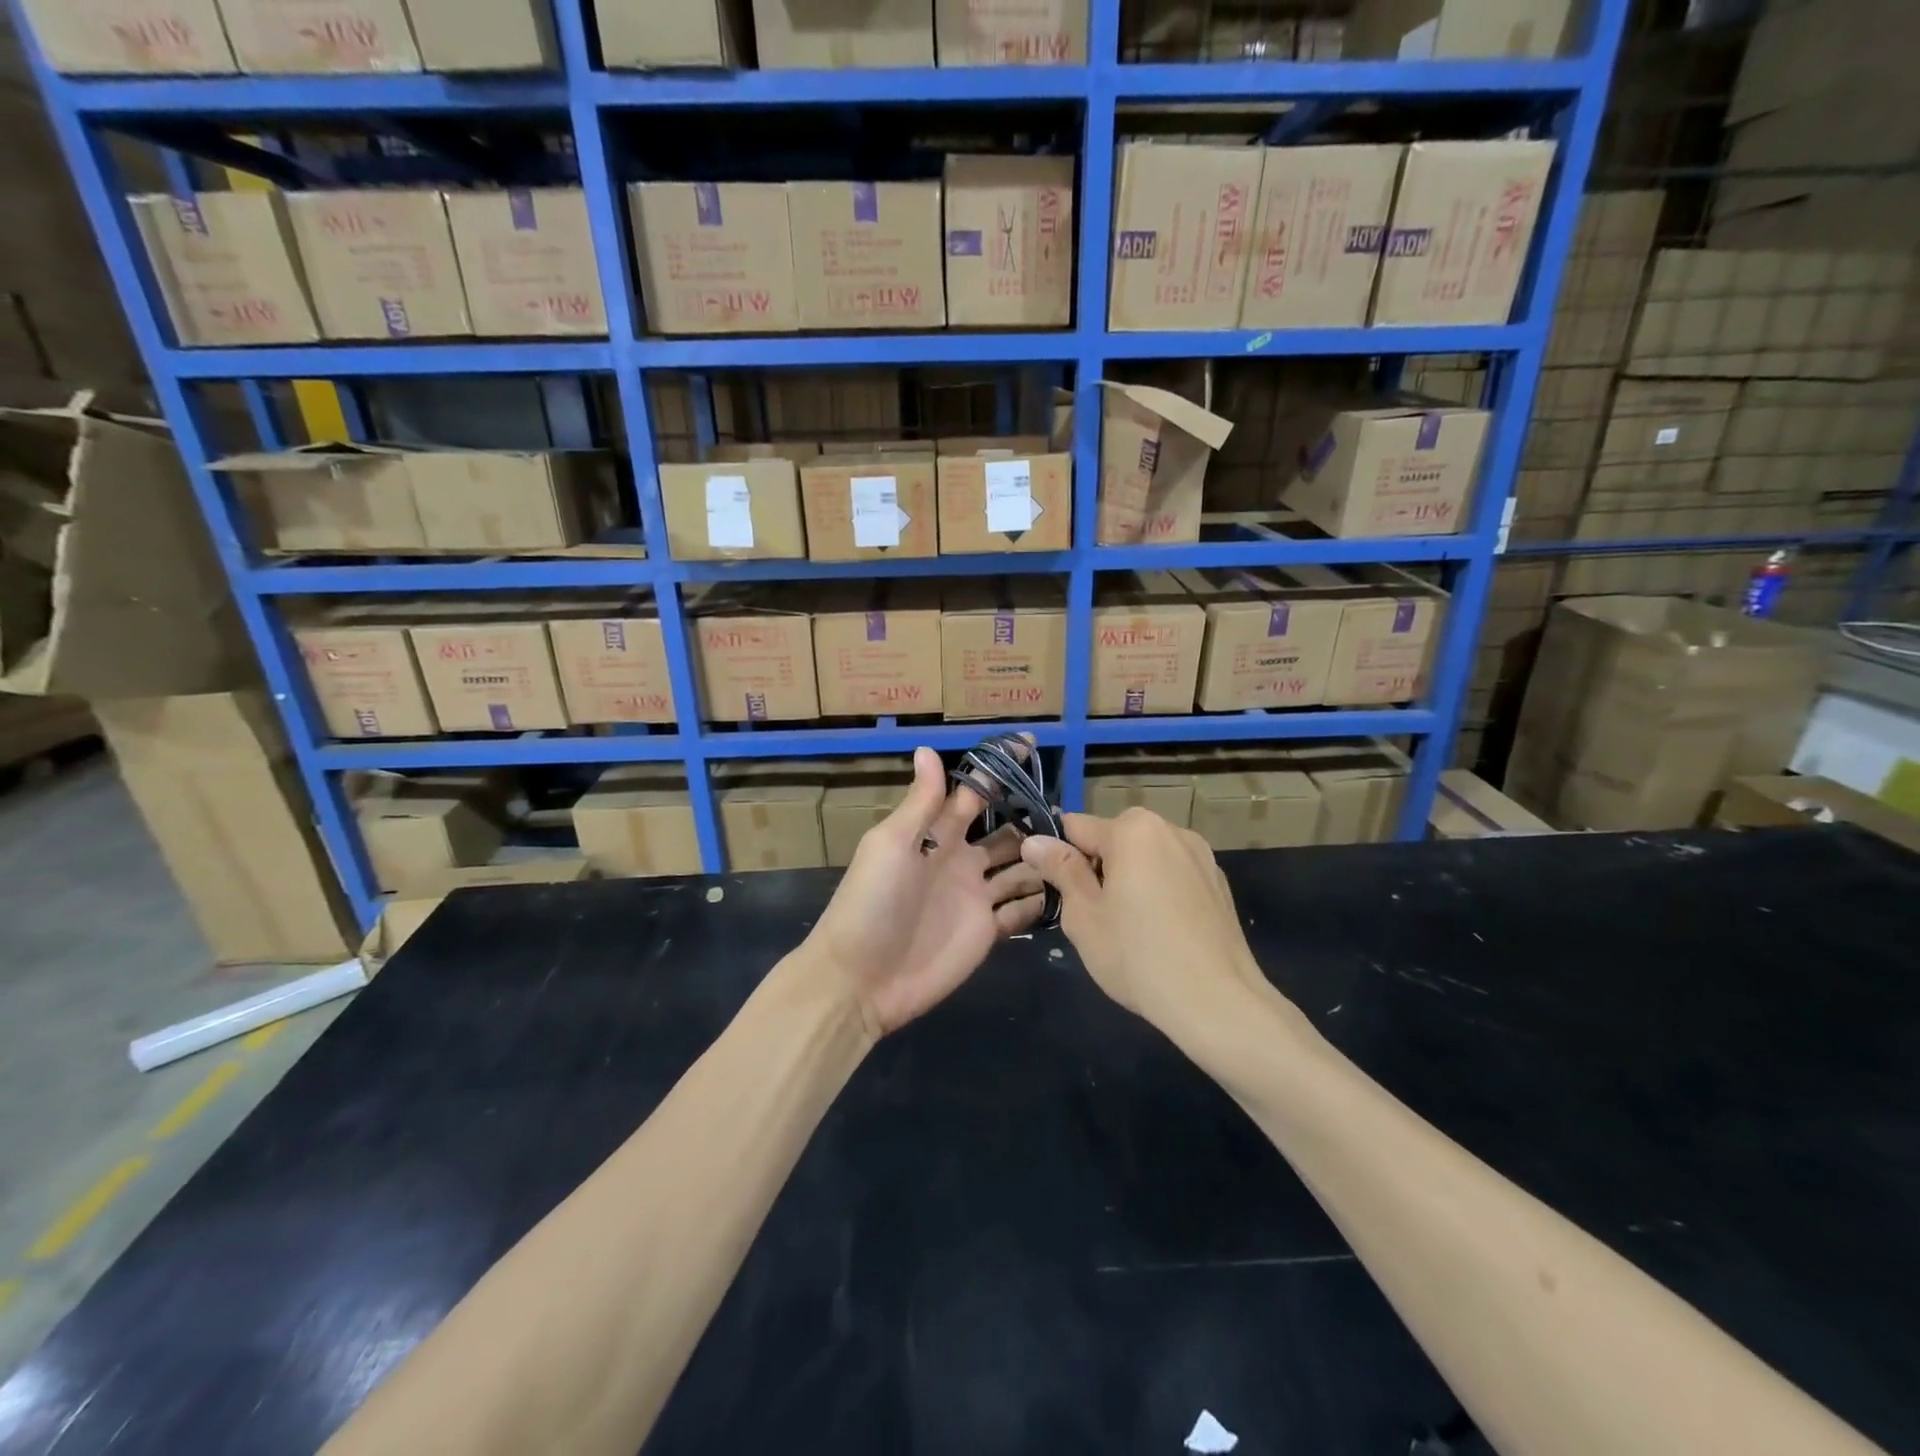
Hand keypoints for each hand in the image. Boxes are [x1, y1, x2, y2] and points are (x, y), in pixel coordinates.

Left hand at [804, 748, 1047, 1035]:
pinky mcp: (987, 932)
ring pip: (1020, 868)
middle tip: (1069, 812)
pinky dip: (1041, 900)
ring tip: (1079, 848)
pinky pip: (1021, 910)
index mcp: (935, 834)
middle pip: (1006, 833)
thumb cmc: (872, 902)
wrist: (862, 979)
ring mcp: (976, 896)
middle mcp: (960, 859)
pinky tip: (1070, 889)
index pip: (973, 794)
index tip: (1031, 745)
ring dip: (1043, 857)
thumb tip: (928, 747)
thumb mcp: (892, 844)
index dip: (998, 771)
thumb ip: (919, 802)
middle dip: (1032, 819)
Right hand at [1021, 810, 1273, 1038]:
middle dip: (1097, 867)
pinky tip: (1163, 932)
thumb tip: (1034, 840)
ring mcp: (1200, 854)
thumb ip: (1060, 869)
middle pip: (1113, 838)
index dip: (1057, 856)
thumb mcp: (1084, 915)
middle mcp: (1170, 829)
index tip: (1055, 891)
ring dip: (1129, 877)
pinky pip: (1173, 874)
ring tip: (1130, 927)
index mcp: (1132, 830)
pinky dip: (1159, 891)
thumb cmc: (1138, 957)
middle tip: (1093, 915)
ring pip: (1145, 856)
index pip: (1075, 827)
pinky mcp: (1218, 882)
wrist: (1218, 1002)